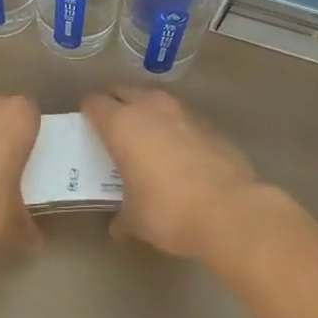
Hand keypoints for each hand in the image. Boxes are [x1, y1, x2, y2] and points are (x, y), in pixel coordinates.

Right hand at [81, 88, 271, 261]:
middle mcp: (150, 107)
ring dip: (146, 113)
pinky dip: (174, 128)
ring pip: (154, 100)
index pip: (94, 103)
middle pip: (123, 91)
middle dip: (115, 105)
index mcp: (122, 124)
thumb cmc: (168, 211)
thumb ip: (122, 216)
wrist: (229, 209)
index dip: (88, 114)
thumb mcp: (136, 220)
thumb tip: (118, 226)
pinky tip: (179, 153)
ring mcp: (182, 111)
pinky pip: (181, 117)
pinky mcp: (208, 123)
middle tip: (113, 131)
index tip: (87, 129)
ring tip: (147, 140)